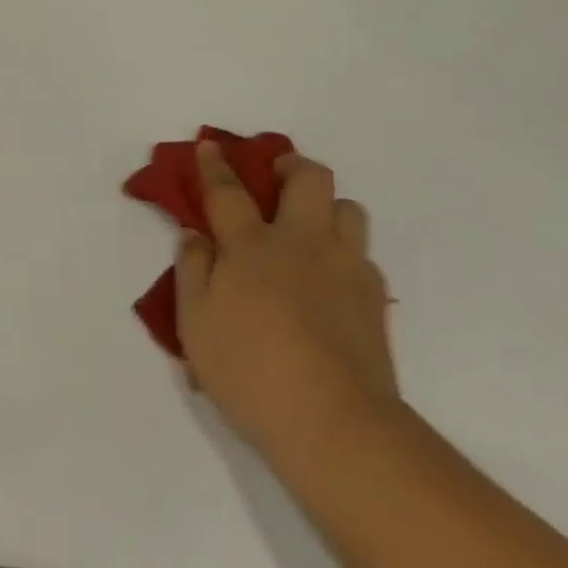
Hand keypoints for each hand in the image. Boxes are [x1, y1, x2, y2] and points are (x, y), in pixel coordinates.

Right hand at [176, 143, 397, 451]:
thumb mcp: (195, 323)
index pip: (228, 192)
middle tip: (274, 178)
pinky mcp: (374, 297)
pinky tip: (329, 280)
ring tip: (307, 228)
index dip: (216, 165)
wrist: (334, 422)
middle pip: (308, 179)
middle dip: (290, 165)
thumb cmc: (249, 371)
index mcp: (251, 247)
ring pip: (348, 208)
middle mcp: (302, 243)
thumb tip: (196, 235)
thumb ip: (192, 270)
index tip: (210, 145)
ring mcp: (345, 267)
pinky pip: (362, 254)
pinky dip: (344, 252)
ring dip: (326, 206)